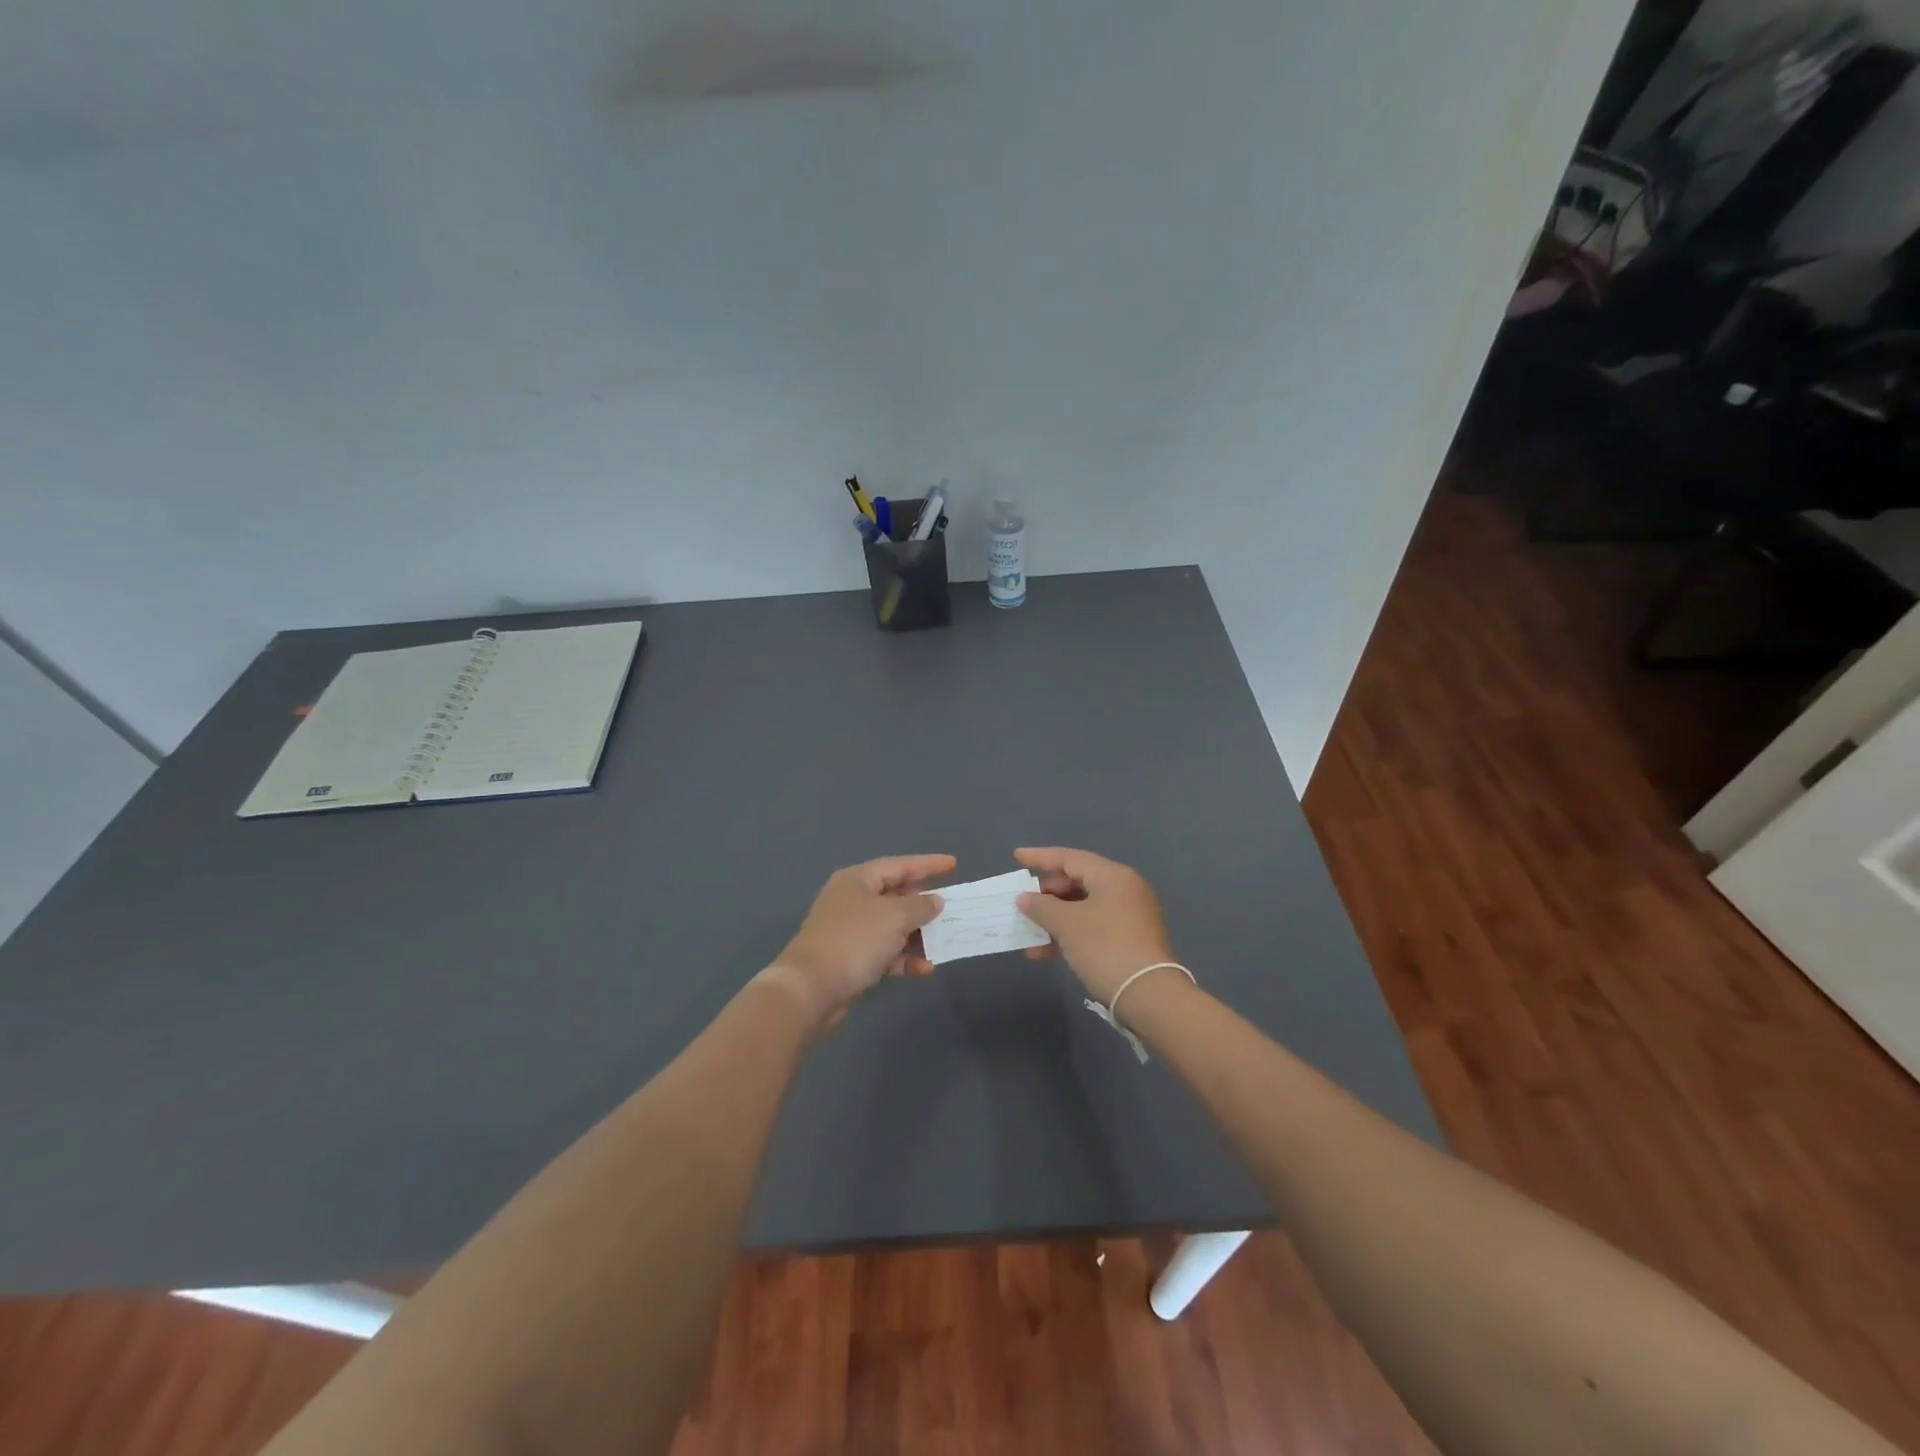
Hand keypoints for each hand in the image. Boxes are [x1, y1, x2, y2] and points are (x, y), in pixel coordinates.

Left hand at [770, 854, 954, 1027]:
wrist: (810, 989)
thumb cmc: (854, 940)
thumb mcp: (895, 917)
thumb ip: (920, 906)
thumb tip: (934, 901)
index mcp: (858, 880)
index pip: (900, 865)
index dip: (928, 864)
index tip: (954, 864)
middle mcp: (853, 900)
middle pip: (896, 895)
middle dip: (924, 903)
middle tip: (951, 908)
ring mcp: (851, 931)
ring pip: (892, 926)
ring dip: (918, 935)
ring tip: (944, 941)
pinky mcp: (851, 959)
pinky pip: (885, 952)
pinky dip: (904, 958)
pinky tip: (925, 968)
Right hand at [1014, 847, 1176, 1003]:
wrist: (1150, 996)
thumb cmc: (1105, 948)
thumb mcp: (1067, 924)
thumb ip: (1041, 906)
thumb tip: (1024, 898)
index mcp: (1113, 876)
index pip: (1070, 858)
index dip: (1040, 857)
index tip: (1016, 857)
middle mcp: (1124, 889)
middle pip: (1077, 882)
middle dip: (1046, 895)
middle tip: (1023, 905)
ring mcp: (1130, 916)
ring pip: (1083, 908)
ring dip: (1055, 920)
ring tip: (1029, 937)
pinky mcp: (1130, 940)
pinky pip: (1093, 927)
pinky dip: (1070, 935)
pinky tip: (1048, 953)